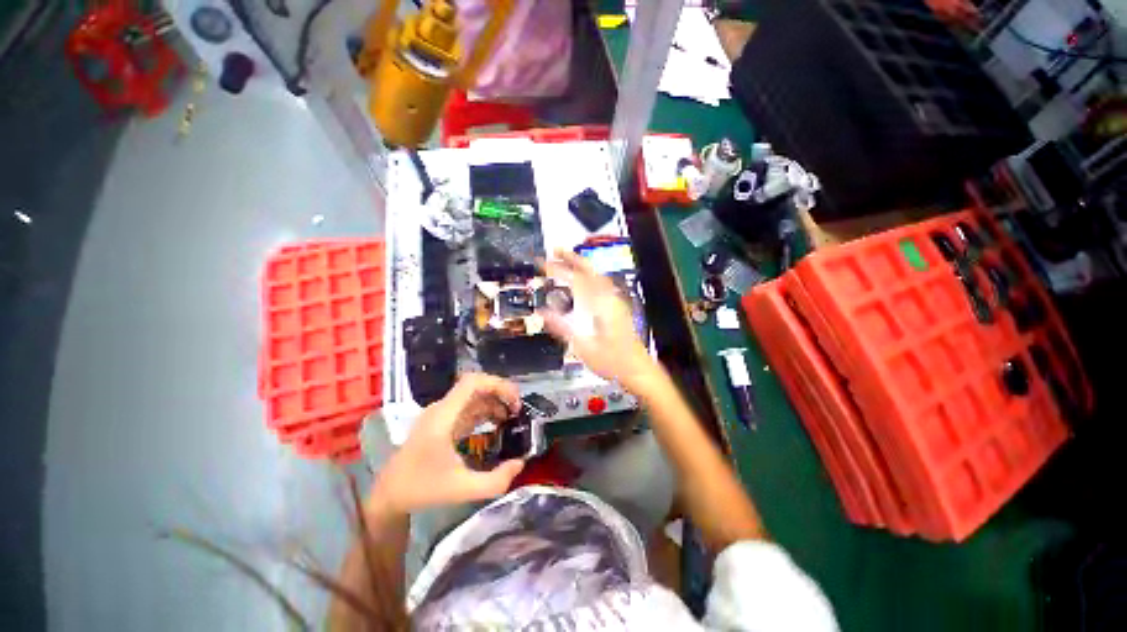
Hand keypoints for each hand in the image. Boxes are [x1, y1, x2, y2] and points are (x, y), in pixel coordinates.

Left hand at [376, 374, 525, 513]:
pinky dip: (485, 411)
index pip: (471, 382)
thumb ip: (495, 481)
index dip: (497, 384)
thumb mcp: (462, 489)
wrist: (388, 496)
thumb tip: (520, 463)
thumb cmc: (422, 489)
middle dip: (500, 393)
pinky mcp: (442, 423)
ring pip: (473, 397)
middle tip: (518, 410)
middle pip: (475, 386)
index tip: (514, 401)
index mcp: (444, 416)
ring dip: (494, 402)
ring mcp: (441, 415)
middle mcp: (442, 409)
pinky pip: (468, 408)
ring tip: (511, 418)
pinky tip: (496, 425)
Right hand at [540, 249, 657, 390]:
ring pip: (597, 275)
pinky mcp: (617, 308)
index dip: (557, 269)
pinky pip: (602, 284)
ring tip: (566, 260)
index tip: (542, 263)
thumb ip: (562, 327)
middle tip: (555, 250)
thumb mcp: (583, 347)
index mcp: (600, 305)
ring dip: (581, 265)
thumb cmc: (611, 361)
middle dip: (572, 257)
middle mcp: (609, 298)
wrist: (638, 369)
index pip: (575, 279)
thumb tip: (541, 313)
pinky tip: (583, 281)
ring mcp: (615, 302)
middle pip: (590, 270)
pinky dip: (589, 276)